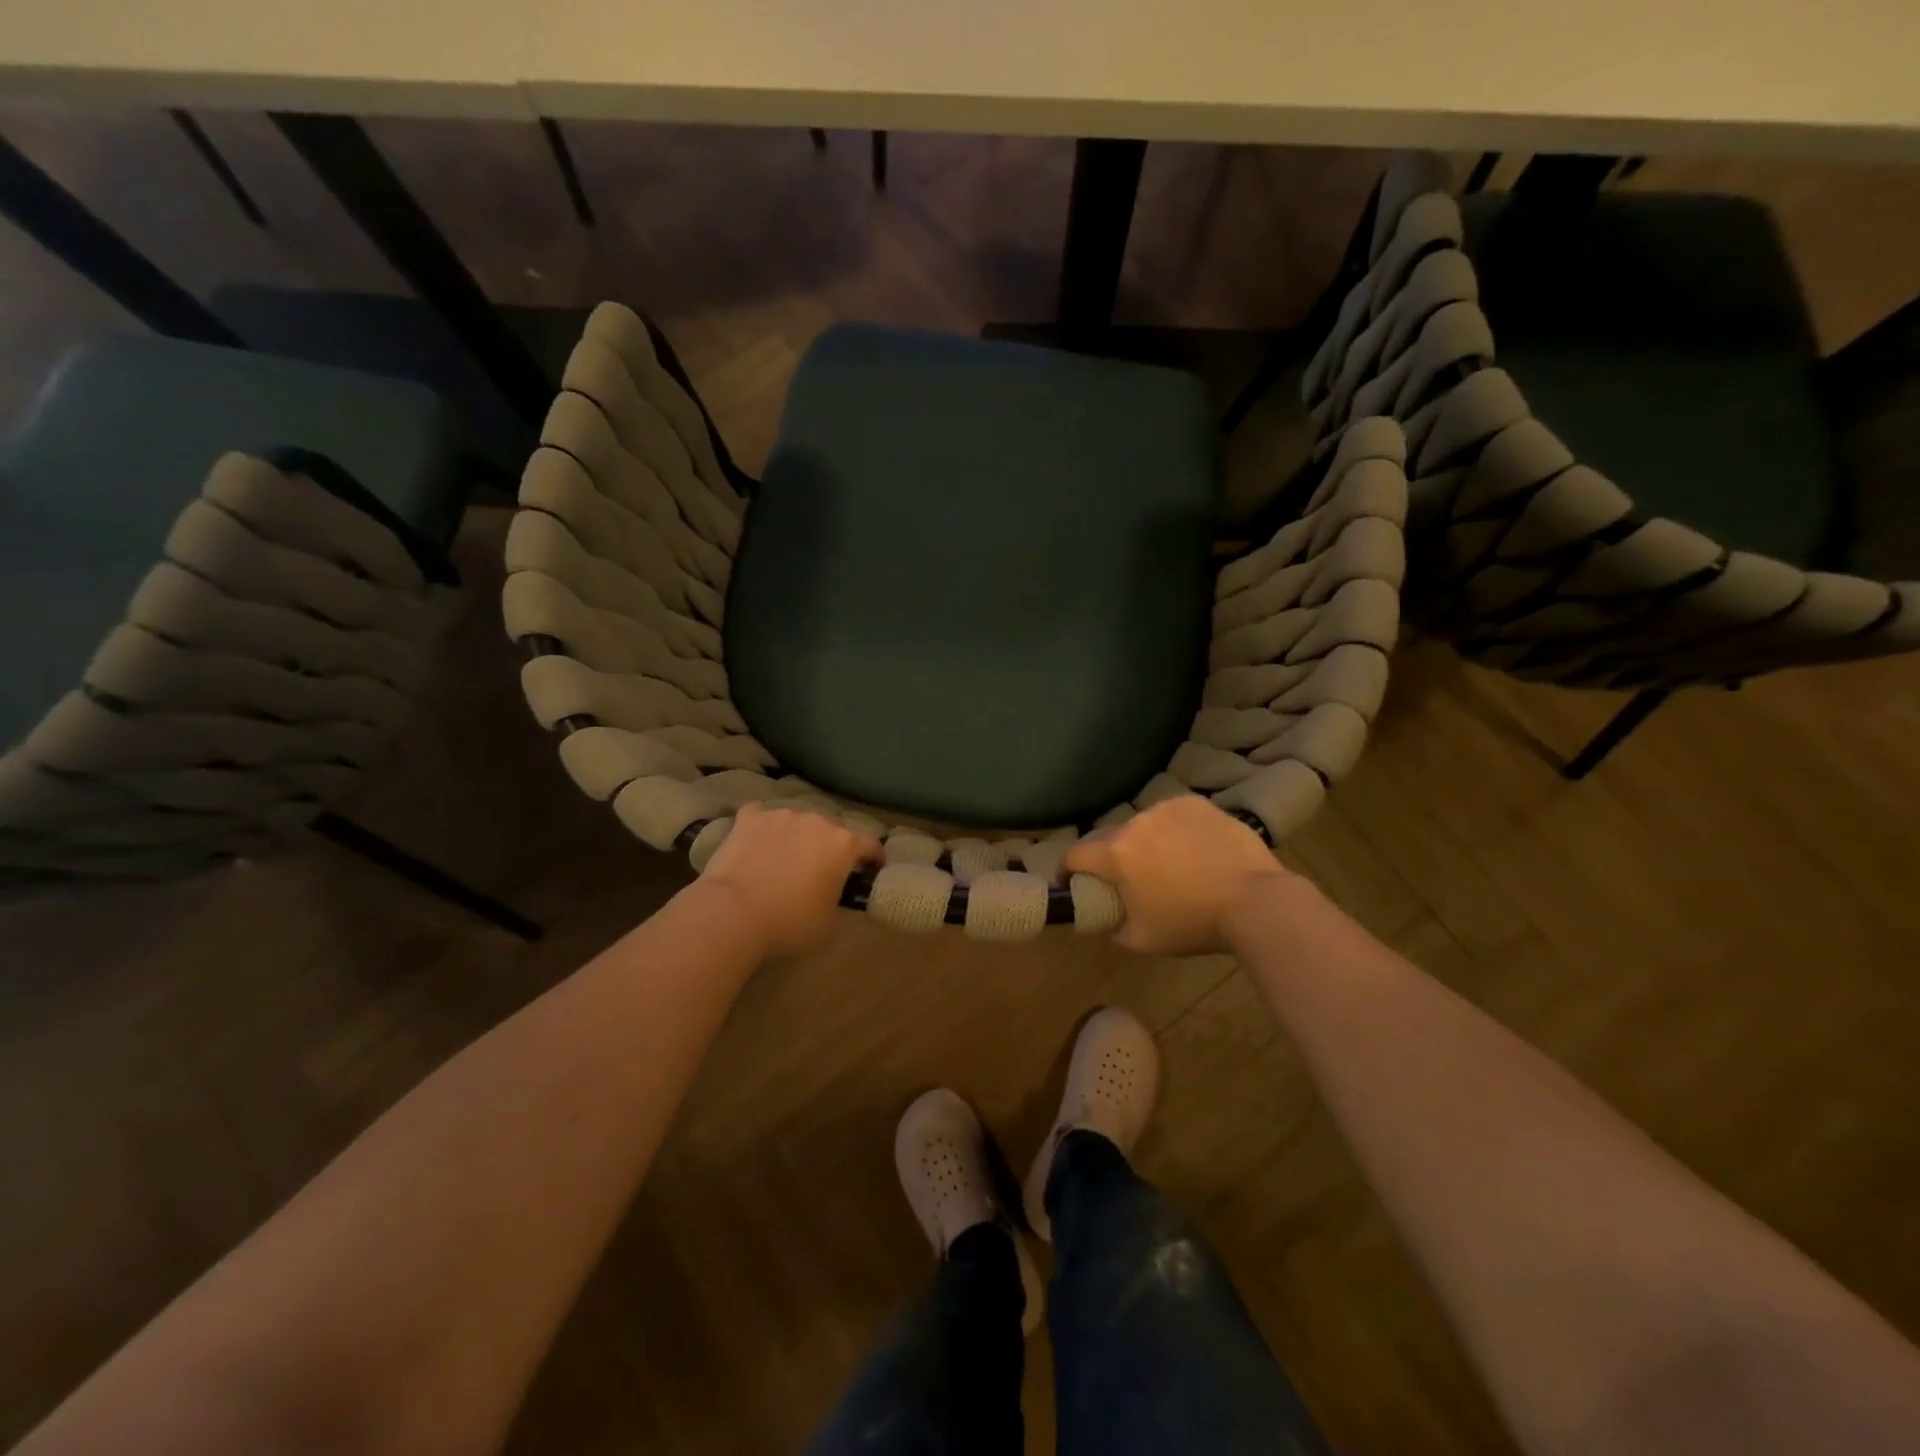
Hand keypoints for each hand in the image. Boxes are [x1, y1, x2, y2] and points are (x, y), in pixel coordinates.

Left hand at [695, 802, 882, 957]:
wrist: (733, 912)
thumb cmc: (790, 922)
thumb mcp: (829, 923)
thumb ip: (838, 900)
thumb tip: (831, 893)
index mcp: (843, 844)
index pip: (871, 844)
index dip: (874, 857)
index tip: (872, 868)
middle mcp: (817, 821)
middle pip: (832, 829)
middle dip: (830, 846)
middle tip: (820, 869)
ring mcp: (781, 815)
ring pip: (797, 820)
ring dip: (797, 835)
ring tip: (784, 857)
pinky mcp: (749, 818)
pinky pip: (761, 816)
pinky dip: (762, 827)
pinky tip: (754, 841)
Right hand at [1064, 796, 1300, 954]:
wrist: (1255, 901)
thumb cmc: (1193, 923)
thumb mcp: (1143, 940)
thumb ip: (1113, 930)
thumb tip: (1105, 922)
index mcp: (1115, 854)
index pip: (1074, 854)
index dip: (1066, 869)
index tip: (1070, 881)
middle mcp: (1135, 823)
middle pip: (1109, 837)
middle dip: (1109, 857)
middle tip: (1124, 877)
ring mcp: (1167, 809)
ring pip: (1142, 824)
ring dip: (1143, 841)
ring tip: (1164, 862)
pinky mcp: (1196, 804)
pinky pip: (1172, 816)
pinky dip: (1173, 830)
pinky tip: (1191, 848)